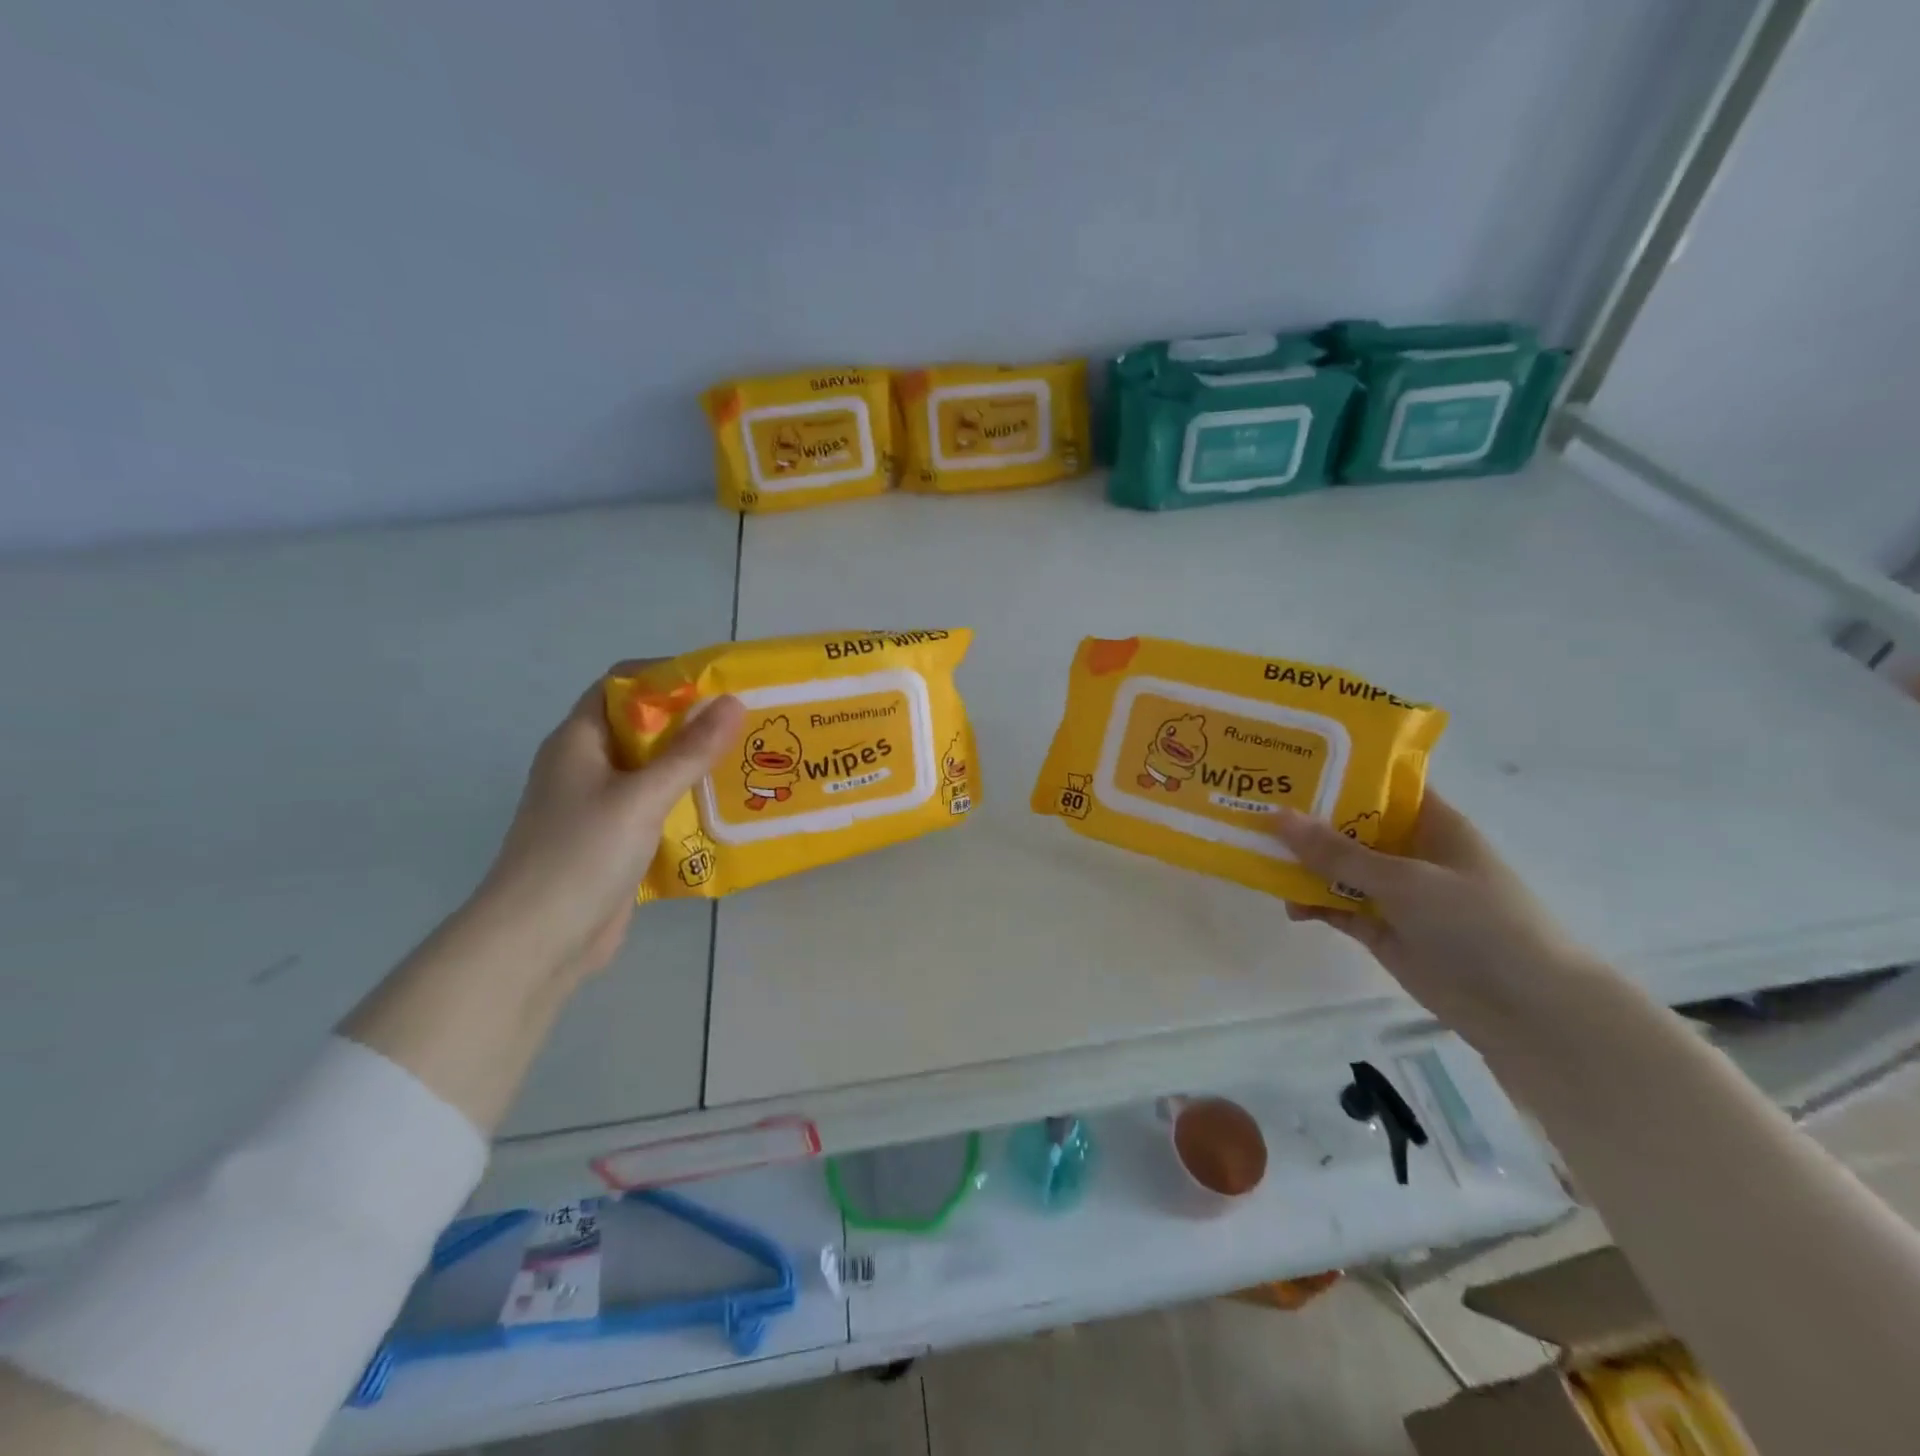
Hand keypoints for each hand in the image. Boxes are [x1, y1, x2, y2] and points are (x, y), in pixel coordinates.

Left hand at [471, 664, 742, 981]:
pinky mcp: (613, 841)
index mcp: (578, 741)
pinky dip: (685, 803)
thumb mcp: (641, 797)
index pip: (621, 685)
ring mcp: (598, 806)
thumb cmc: (581, 856)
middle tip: (745, 724)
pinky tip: (723, 809)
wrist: (536, 942)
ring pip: (652, 770)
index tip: (718, 685)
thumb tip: (733, 702)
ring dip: (692, 765)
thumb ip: (689, 752)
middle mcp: (586, 766)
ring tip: (746, 762)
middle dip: (690, 723)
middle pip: (642, 728)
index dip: (666, 677)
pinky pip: (655, 808)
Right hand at [1273, 792, 1608, 1054]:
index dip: (1338, 769)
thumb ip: (1338, 853)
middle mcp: (1409, 850)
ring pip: (1336, 867)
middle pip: (1349, 825)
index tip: (1288, 759)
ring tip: (1256, 856)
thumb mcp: (1404, 879)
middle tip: (1253, 806)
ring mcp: (1394, 892)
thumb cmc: (1477, 921)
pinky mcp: (1381, 928)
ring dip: (1302, 864)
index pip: (1380, 782)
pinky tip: (1287, 905)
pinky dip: (1312, 903)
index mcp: (1429, 822)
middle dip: (1306, 818)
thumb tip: (1277, 816)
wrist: (1526, 1009)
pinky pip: (1336, 905)